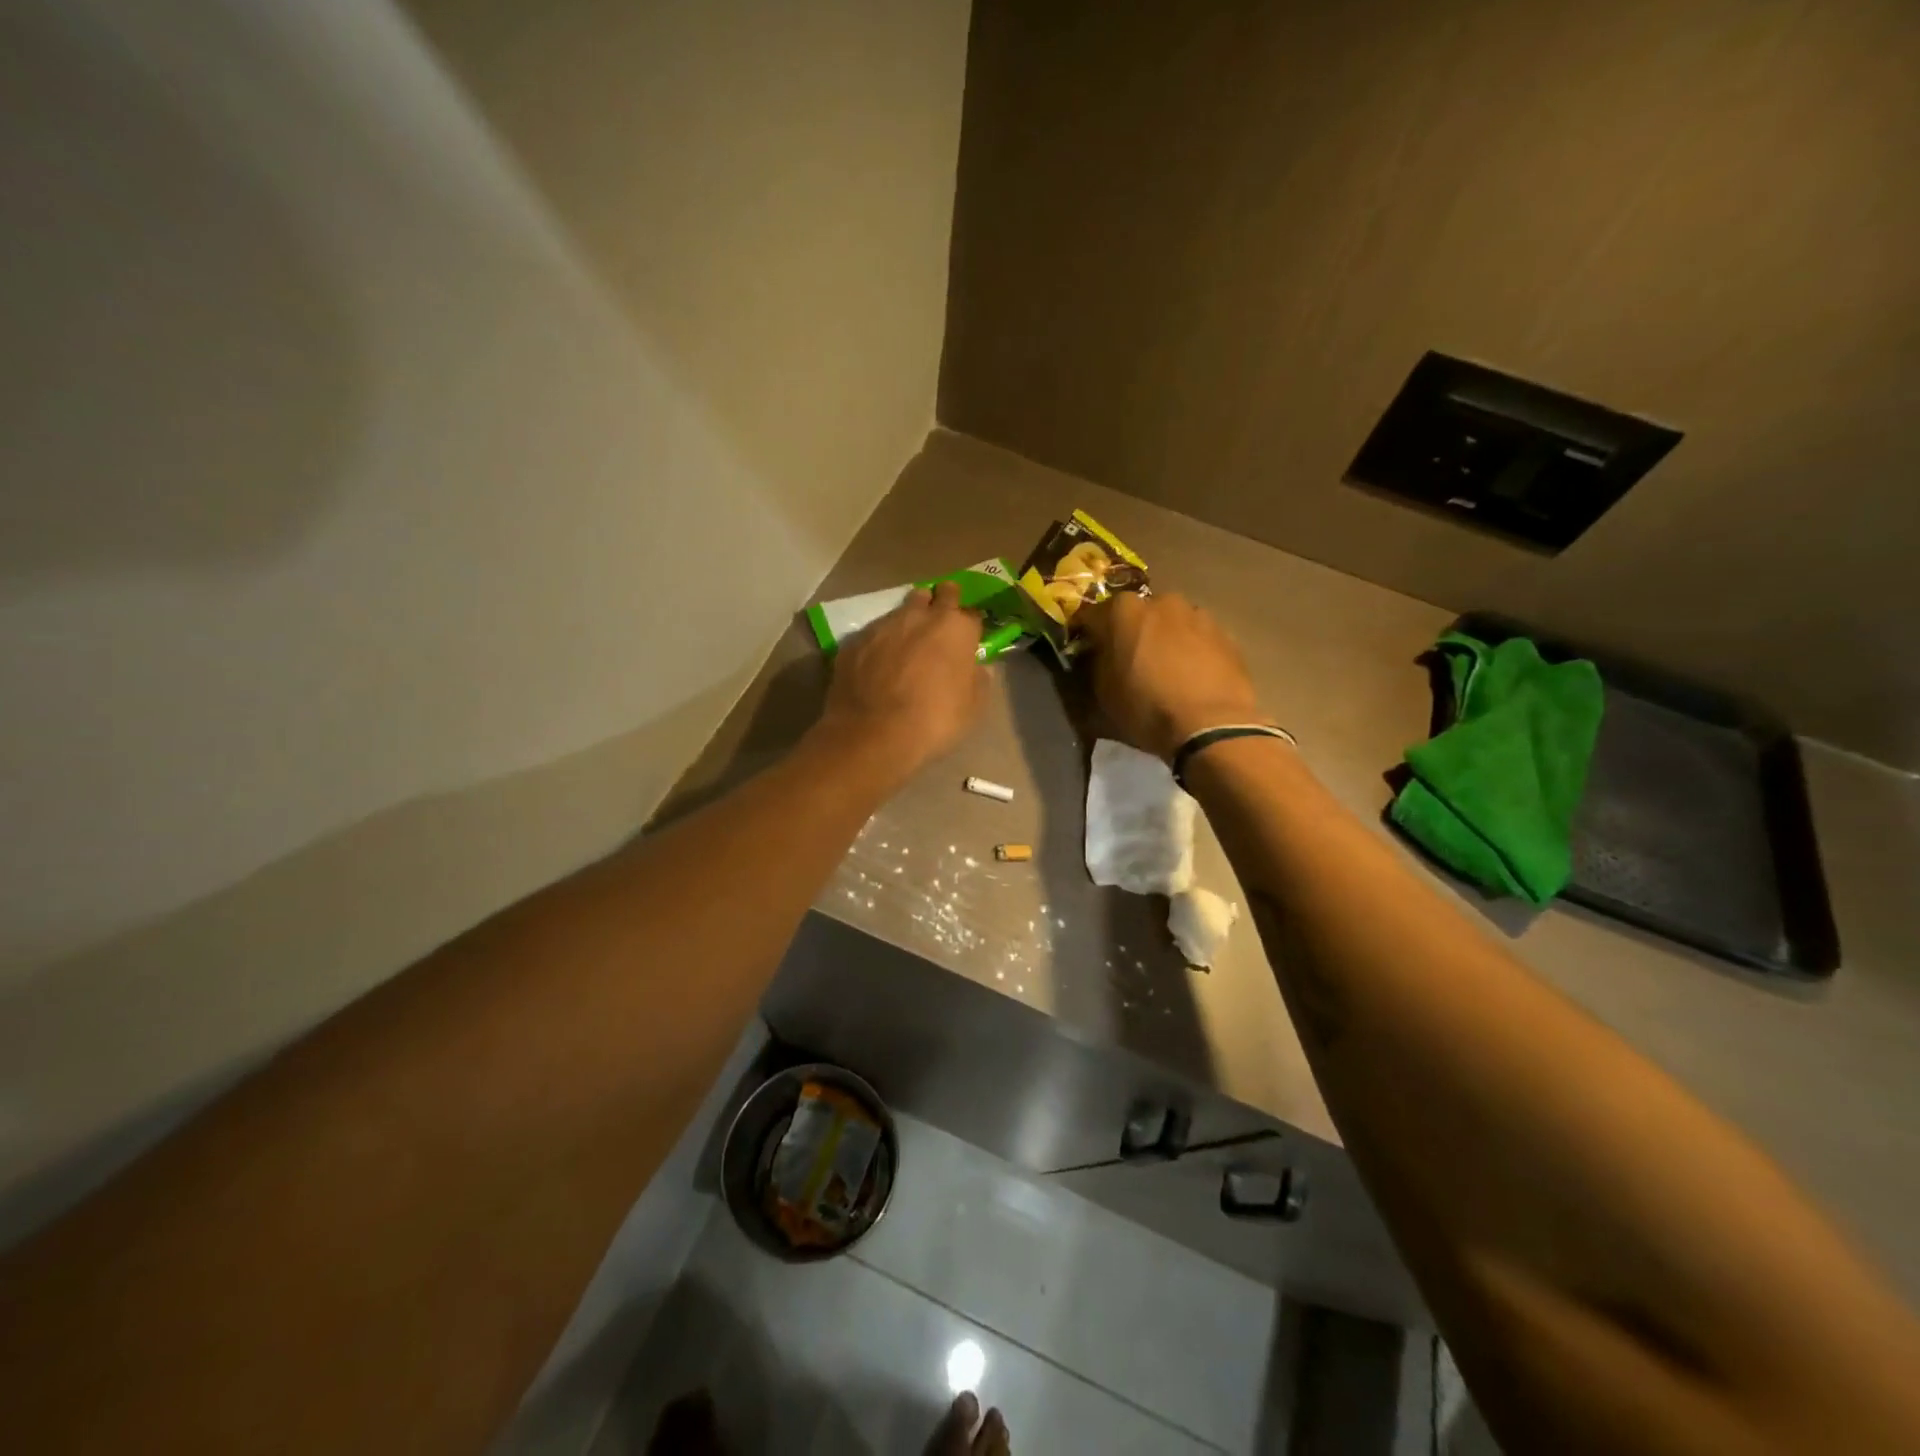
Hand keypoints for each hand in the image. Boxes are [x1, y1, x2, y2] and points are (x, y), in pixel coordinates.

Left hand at [818, 580, 986, 774]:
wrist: (874, 734)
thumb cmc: (934, 720)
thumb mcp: (972, 707)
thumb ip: (977, 679)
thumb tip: (976, 667)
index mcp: (956, 628)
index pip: (972, 613)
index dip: (970, 626)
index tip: (967, 639)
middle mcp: (920, 616)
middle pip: (936, 595)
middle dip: (941, 603)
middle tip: (940, 624)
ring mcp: (884, 624)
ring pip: (902, 609)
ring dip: (908, 621)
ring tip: (906, 644)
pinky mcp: (855, 640)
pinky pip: (873, 634)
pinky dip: (880, 643)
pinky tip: (877, 664)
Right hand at [1080, 591, 1265, 759]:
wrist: (1210, 725)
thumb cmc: (1146, 708)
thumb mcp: (1103, 693)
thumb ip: (1096, 663)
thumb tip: (1098, 654)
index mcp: (1123, 610)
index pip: (1092, 616)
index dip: (1087, 635)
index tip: (1086, 652)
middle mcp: (1161, 601)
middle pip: (1137, 614)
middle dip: (1130, 632)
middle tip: (1128, 660)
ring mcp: (1198, 615)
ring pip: (1171, 623)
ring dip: (1164, 639)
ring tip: (1165, 670)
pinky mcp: (1226, 635)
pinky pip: (1198, 639)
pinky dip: (1191, 651)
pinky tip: (1191, 677)